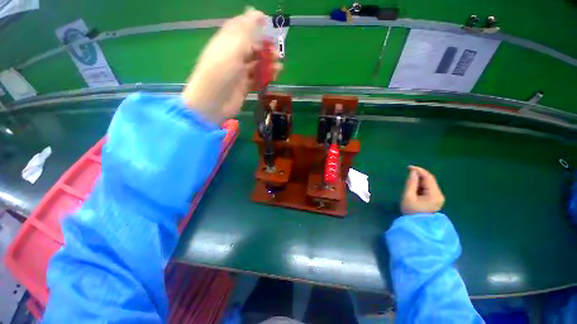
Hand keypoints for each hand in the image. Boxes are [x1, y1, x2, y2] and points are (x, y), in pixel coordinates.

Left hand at [182, 8, 282, 122]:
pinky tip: (274, 77)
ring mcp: (238, 73)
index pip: (241, 28)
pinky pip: (256, 80)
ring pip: (256, 65)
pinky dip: (265, 78)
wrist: (214, 101)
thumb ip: (246, 29)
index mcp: (227, 41)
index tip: (269, 26)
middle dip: (265, 49)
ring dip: (268, 65)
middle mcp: (233, 56)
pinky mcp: (243, 87)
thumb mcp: (234, 45)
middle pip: (251, 48)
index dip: (254, 25)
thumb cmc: (222, 69)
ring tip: (279, 67)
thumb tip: (257, 12)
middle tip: (276, 53)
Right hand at [401, 166, 444, 214]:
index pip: (428, 178)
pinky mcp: (435, 199)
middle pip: (430, 180)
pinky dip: (421, 184)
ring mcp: (438, 197)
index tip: (408, 167)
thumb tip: (413, 172)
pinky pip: (428, 188)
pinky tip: (414, 186)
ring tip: (410, 179)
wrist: (417, 225)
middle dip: (419, 174)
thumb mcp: (408, 196)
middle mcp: (439, 195)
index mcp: (434, 194)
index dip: (419, 170)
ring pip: (429, 183)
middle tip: (408, 171)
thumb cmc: (411, 211)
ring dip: (420, 179)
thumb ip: (411, 183)